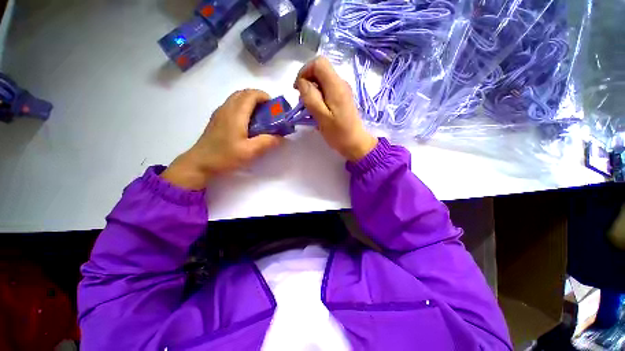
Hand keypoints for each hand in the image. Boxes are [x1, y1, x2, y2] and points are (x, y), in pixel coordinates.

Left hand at [162, 89, 282, 188]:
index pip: (251, 94)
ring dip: (251, 102)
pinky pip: (232, 105)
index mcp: (236, 114)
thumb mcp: (250, 152)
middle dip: (259, 98)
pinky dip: (243, 107)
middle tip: (269, 112)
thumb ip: (267, 142)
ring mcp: (220, 112)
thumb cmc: (225, 156)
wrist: (200, 163)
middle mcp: (227, 108)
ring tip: (260, 117)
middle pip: (244, 93)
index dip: (264, 96)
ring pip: (237, 98)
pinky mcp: (217, 119)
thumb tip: (281, 137)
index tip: (274, 107)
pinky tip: (247, 123)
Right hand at [295, 57, 376, 160]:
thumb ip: (311, 98)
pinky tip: (317, 110)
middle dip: (307, 82)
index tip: (298, 89)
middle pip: (320, 70)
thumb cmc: (339, 133)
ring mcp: (342, 90)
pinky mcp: (342, 98)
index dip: (304, 72)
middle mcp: (341, 83)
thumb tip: (302, 82)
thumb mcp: (322, 117)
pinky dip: (318, 96)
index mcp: (336, 86)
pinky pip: (327, 89)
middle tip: (303, 101)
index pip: (318, 63)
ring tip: (309, 108)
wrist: (356, 143)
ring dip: (312, 90)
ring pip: (322, 80)